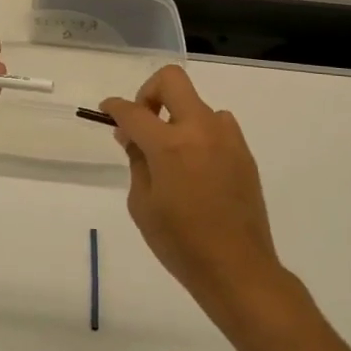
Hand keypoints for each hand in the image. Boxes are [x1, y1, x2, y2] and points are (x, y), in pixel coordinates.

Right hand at [99, 66, 280, 319]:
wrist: (238, 269)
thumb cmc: (180, 243)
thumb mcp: (142, 204)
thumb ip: (137, 161)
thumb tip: (134, 137)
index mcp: (169, 145)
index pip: (133, 111)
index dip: (114, 107)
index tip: (106, 111)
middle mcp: (200, 130)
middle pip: (171, 80)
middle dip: (148, 93)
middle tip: (141, 122)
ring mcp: (227, 138)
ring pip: (196, 103)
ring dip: (178, 116)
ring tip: (171, 152)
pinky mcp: (243, 152)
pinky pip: (216, 125)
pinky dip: (199, 133)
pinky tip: (194, 166)